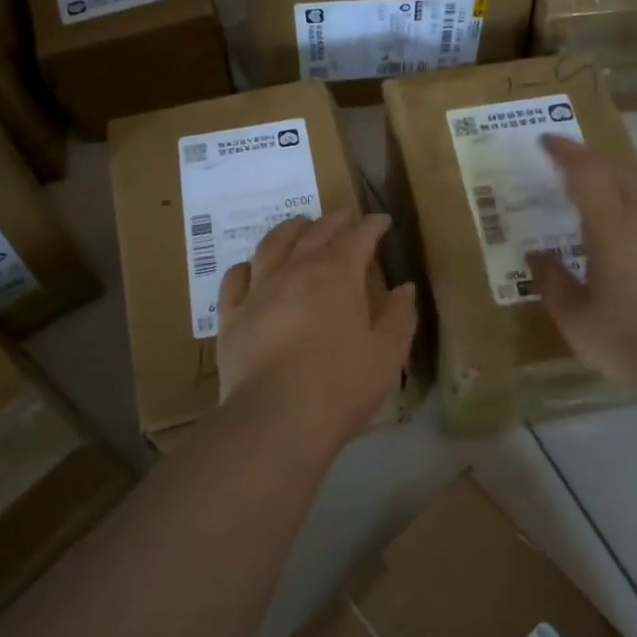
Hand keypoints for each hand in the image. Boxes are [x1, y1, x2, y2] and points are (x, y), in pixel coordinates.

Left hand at [215, 210, 417, 455]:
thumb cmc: (341, 385)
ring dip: (290, 230)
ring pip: (272, 245)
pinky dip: (247, 266)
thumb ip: (399, 316)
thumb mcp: (387, 353)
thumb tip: (404, 288)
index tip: (382, 221)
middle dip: (334, 221)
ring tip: (299, 226)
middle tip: (345, 217)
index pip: (358, 237)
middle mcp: (295, 271)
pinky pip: (236, 277)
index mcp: (337, 275)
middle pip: (315, 233)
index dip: (372, 225)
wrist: (276, 418)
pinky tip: (251, 267)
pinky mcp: (231, 315)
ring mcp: (258, 290)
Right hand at [527, 135, 636, 389]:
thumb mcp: (575, 319)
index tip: (546, 143)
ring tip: (605, 186)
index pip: (586, 171)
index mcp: (612, 225)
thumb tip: (538, 256)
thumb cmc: (630, 341)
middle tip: (570, 167)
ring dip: (622, 175)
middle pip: (619, 168)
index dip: (565, 152)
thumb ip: (552, 281)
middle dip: (591, 161)